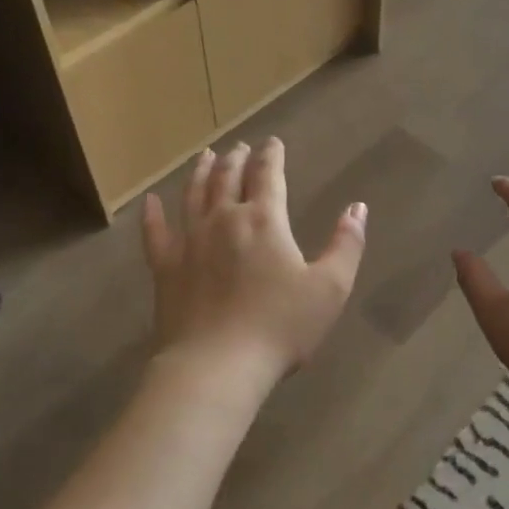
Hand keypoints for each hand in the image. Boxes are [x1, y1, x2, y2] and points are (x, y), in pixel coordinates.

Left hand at [142, 139, 366, 389]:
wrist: (216, 366)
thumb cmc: (280, 327)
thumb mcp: (330, 288)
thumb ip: (346, 244)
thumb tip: (357, 207)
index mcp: (264, 220)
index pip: (268, 175)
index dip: (271, 155)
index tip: (272, 142)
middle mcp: (224, 219)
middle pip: (228, 177)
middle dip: (236, 158)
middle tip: (239, 147)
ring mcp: (189, 241)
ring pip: (193, 195)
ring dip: (200, 172)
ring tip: (205, 156)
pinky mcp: (165, 267)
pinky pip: (155, 232)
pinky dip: (152, 214)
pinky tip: (150, 201)